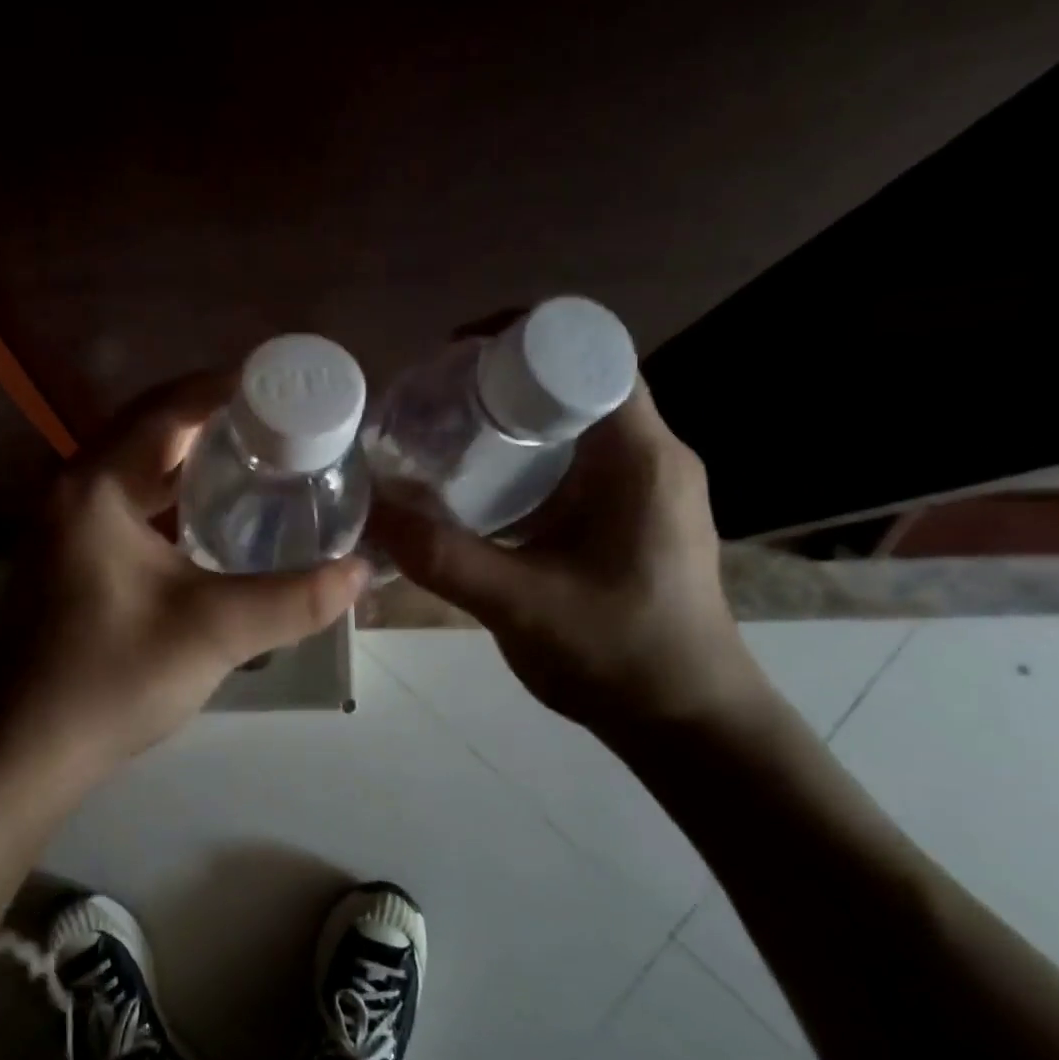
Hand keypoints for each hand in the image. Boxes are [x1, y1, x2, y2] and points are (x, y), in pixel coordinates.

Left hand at [0, 372, 370, 789]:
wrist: (21, 752)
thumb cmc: (109, 680)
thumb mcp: (212, 633)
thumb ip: (294, 599)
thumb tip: (361, 570)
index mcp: (96, 486)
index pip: (168, 407)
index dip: (226, 386)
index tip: (283, 382)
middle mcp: (73, 490)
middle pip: (150, 429)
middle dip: (215, 418)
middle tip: (282, 422)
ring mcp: (65, 525)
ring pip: (137, 468)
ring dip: (191, 458)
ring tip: (258, 458)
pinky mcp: (70, 557)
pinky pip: (128, 503)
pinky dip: (171, 496)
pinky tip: (210, 517)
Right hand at [369, 379, 765, 739]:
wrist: (688, 722)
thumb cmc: (621, 657)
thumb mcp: (521, 605)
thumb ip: (442, 557)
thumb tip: (370, 510)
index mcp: (640, 458)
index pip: (590, 357)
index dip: (523, 337)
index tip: (456, 354)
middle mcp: (650, 455)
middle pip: (575, 380)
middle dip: (503, 375)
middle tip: (433, 394)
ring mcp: (644, 484)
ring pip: (573, 420)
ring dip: (513, 414)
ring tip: (444, 428)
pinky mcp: (630, 512)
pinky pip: (574, 458)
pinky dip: (525, 454)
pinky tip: (478, 482)